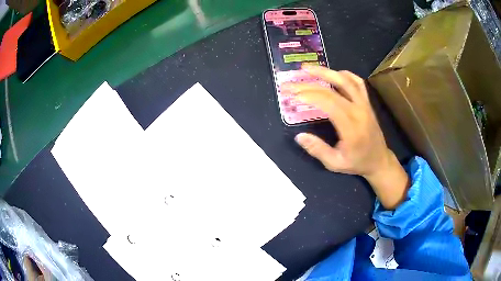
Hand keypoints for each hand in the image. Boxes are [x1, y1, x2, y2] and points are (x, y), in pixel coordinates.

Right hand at [283, 65, 408, 208]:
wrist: (379, 160)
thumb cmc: (357, 163)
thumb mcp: (335, 163)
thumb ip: (318, 150)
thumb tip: (299, 136)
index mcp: (351, 127)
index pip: (329, 103)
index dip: (309, 96)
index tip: (292, 95)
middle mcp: (359, 111)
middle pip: (332, 89)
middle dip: (308, 84)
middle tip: (291, 82)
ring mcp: (364, 104)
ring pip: (345, 80)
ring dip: (325, 71)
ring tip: (307, 68)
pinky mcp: (367, 102)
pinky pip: (357, 82)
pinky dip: (344, 74)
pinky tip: (333, 73)